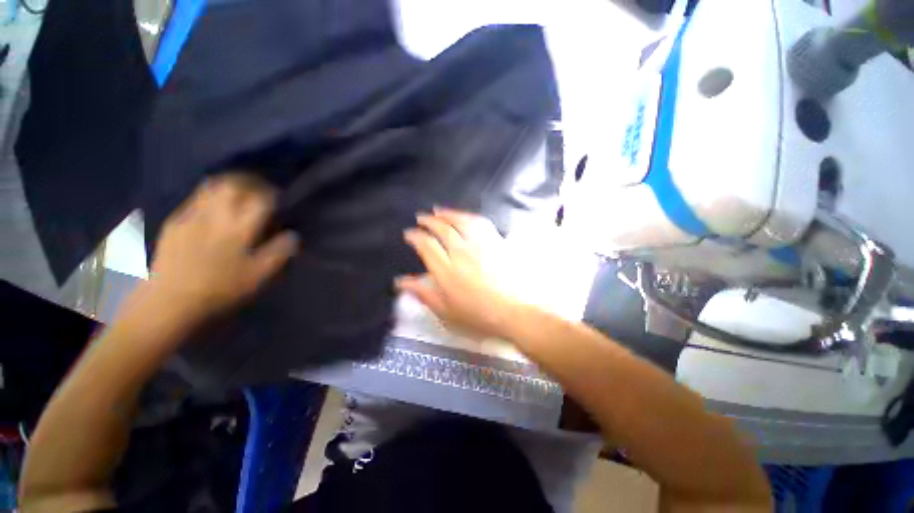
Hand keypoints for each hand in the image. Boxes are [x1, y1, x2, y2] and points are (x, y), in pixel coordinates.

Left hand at [148, 173, 297, 323]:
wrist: (168, 301)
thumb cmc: (221, 289)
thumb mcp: (259, 276)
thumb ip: (279, 252)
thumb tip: (292, 235)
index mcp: (239, 228)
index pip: (261, 198)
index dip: (273, 195)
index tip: (280, 199)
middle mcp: (215, 214)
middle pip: (235, 184)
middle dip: (251, 182)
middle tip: (261, 189)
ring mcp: (192, 215)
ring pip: (213, 186)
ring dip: (230, 184)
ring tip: (240, 192)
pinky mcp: (175, 221)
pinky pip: (196, 198)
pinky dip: (211, 195)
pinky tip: (215, 207)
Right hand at [397, 208, 520, 339]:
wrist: (518, 311)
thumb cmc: (480, 316)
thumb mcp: (446, 311)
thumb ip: (423, 293)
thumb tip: (401, 282)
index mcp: (447, 270)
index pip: (426, 246)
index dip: (415, 237)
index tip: (409, 233)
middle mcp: (461, 252)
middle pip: (442, 229)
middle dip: (428, 221)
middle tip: (421, 218)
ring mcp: (481, 244)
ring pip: (460, 221)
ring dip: (447, 213)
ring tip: (438, 210)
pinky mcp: (497, 241)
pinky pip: (480, 222)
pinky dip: (469, 216)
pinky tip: (464, 216)